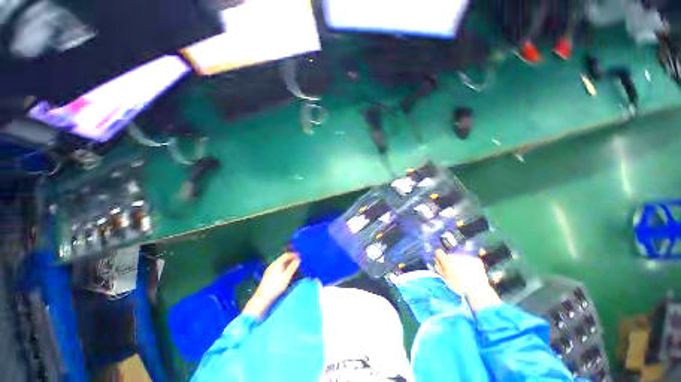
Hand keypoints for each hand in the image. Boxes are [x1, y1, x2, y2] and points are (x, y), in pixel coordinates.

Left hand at [243, 252, 299, 317]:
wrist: (262, 297)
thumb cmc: (276, 286)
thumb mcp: (286, 277)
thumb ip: (292, 267)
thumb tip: (298, 260)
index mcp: (277, 263)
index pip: (286, 255)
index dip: (294, 255)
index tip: (300, 256)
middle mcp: (273, 264)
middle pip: (283, 258)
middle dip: (291, 259)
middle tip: (298, 261)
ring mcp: (270, 269)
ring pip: (280, 263)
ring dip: (288, 263)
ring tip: (294, 267)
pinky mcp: (269, 274)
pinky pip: (278, 267)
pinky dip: (284, 267)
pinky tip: (286, 272)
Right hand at [434, 249, 500, 310]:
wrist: (478, 291)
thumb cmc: (459, 287)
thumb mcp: (445, 278)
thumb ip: (439, 268)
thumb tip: (437, 263)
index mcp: (446, 260)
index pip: (438, 252)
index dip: (440, 259)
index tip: (442, 264)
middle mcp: (455, 255)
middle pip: (450, 255)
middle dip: (451, 261)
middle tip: (454, 272)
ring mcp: (466, 256)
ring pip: (460, 257)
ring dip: (460, 263)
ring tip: (465, 273)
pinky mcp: (476, 259)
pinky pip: (470, 259)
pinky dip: (470, 264)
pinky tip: (472, 272)